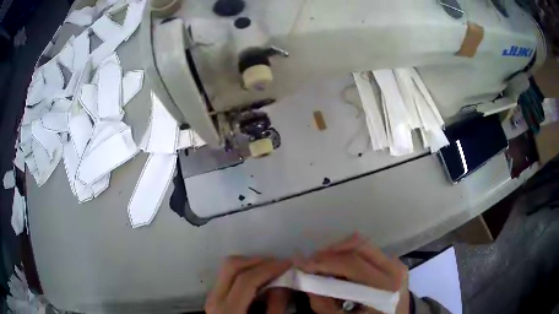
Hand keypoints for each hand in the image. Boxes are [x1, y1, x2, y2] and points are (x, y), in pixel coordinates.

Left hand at [205, 256, 291, 313]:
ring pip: (227, 268)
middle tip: (278, 264)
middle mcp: (215, 299)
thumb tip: (284, 283)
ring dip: (251, 264)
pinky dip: (244, 272)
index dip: (269, 268)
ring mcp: (211, 296)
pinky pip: (227, 276)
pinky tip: (259, 279)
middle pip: (232, 266)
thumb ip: (276, 306)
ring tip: (271, 270)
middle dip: (258, 260)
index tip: (288, 264)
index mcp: (228, 310)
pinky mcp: (214, 297)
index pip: (247, 279)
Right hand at [297, 233, 409, 313]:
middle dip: (328, 253)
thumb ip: (322, 303)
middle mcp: (394, 269)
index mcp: (383, 288)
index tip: (301, 264)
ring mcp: (396, 263)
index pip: (352, 264)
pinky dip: (349, 254)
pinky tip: (339, 266)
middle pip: (357, 246)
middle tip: (309, 262)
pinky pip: (368, 250)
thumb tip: (305, 280)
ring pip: (362, 244)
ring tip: (322, 263)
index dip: (324, 261)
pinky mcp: (395, 262)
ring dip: (338, 250)